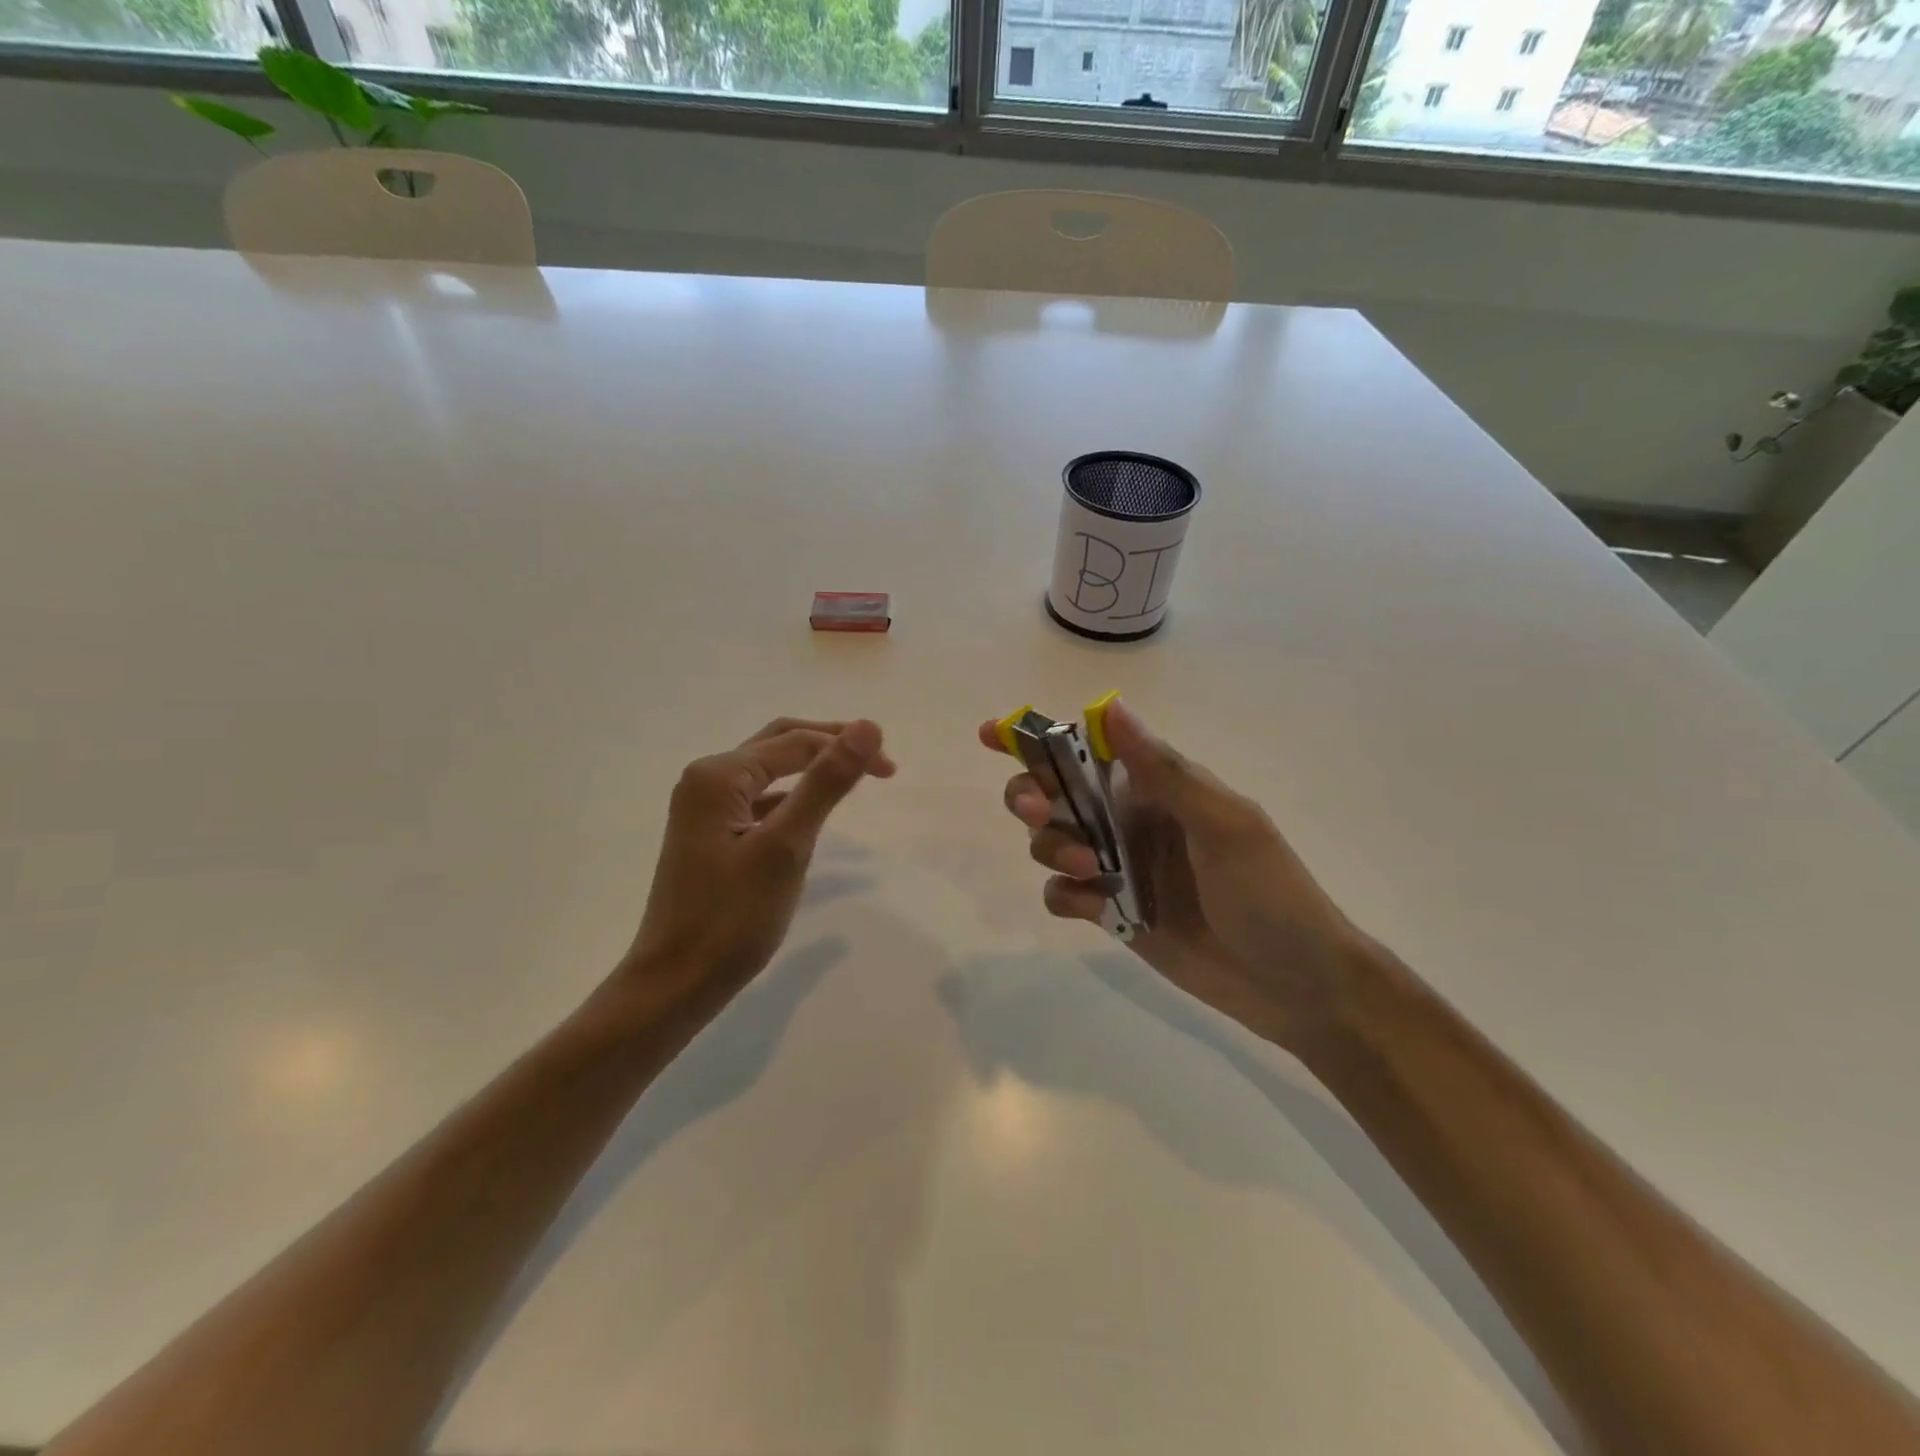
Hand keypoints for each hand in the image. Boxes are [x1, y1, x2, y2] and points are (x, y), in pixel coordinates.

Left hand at [622, 717, 894, 1011]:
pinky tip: (812, 811)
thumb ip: (826, 782)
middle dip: (830, 744)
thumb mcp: (786, 846)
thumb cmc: (732, 917)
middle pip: (779, 743)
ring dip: (812, 767)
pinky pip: (759, 798)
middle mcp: (707, 779)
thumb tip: (868, 726)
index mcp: (720, 775)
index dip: (847, 747)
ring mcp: (705, 807)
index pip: (797, 742)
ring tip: (854, 778)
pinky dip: (792, 795)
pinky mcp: (710, 833)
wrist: (675, 982)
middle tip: (878, 761)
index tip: (892, 770)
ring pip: (769, 770)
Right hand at [980, 697, 1371, 1050]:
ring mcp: (1118, 866)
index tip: (992, 734)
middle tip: (1038, 811)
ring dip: (1053, 846)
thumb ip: (1164, 770)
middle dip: (1033, 795)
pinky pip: (1063, 893)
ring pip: (1050, 841)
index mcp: (1158, 787)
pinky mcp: (1112, 912)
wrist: (1294, 983)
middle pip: (1054, 793)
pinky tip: (1091, 906)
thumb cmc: (1268, 892)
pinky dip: (1064, 894)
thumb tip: (1110, 706)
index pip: (1090, 749)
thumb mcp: (1223, 823)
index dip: (1038, 738)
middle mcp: (1129, 819)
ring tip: (1089, 868)